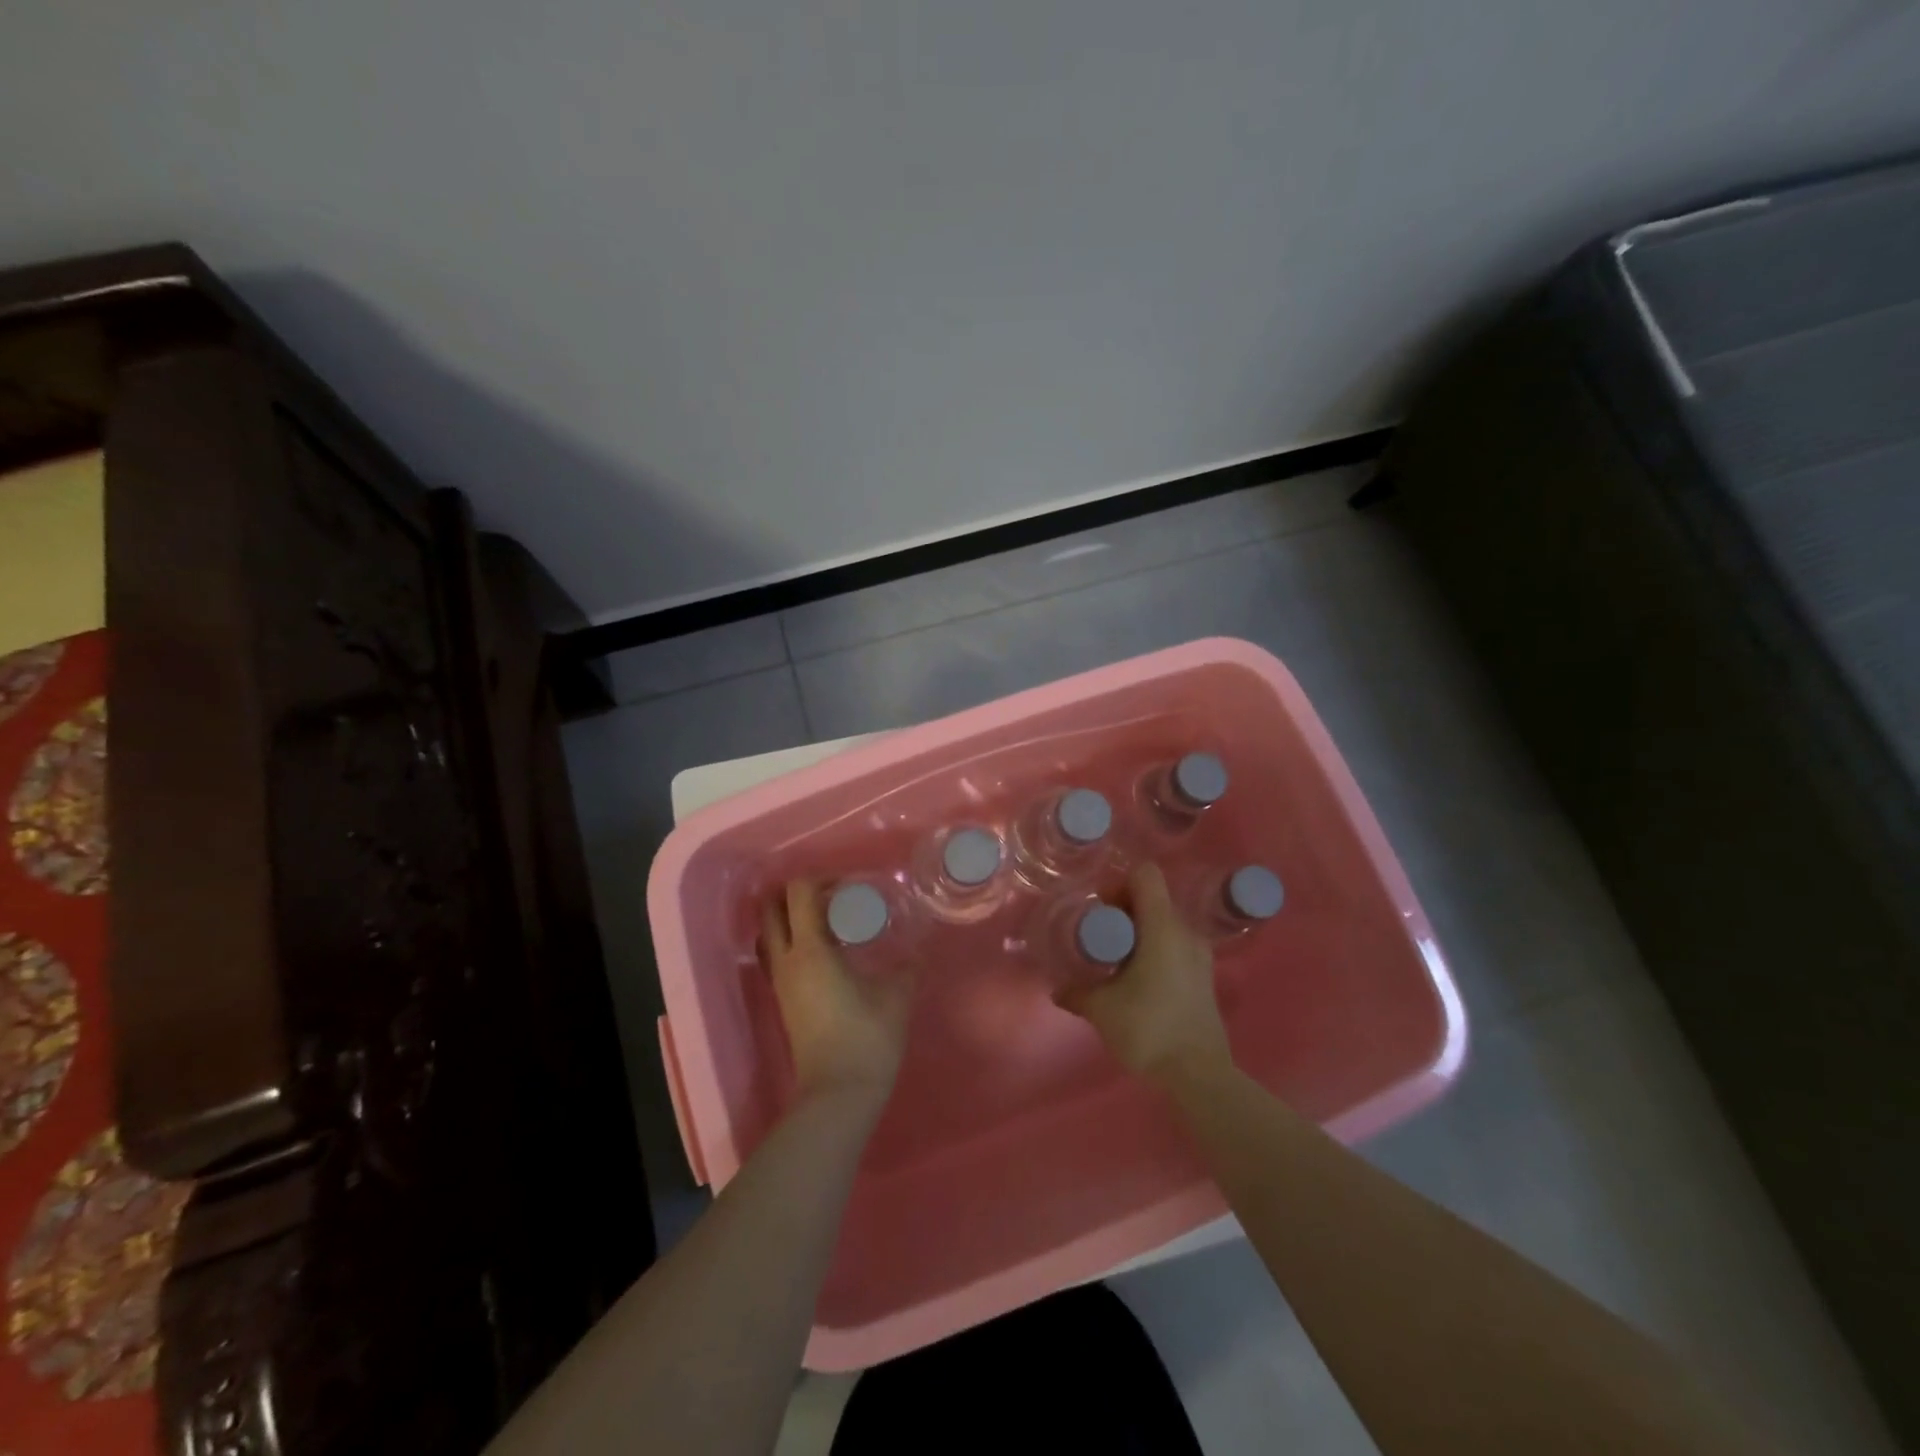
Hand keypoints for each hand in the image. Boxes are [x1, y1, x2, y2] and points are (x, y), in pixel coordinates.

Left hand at [761, 881, 915, 1110]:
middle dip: (797, 893)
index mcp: (810, 950)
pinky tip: (825, 951)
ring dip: (790, 918)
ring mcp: (780, 982)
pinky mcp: (783, 1000)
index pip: (799, 893)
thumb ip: (907, 965)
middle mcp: (786, 960)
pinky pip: (776, 955)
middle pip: (771, 908)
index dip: (821, 879)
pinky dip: (792, 941)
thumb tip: (917, 948)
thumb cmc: (867, 1038)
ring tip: (826, 922)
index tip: (850, 886)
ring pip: (769, 932)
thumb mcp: (897, 996)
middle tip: (832, 897)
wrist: (838, 1094)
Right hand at [1055, 862, 1231, 1082]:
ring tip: (1117, 960)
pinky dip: (1154, 949)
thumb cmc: (1149, 1029)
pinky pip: (1175, 944)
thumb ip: (1077, 993)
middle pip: (1153, 898)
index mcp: (1162, 927)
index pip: (1145, 875)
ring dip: (1139, 931)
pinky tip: (1137, 979)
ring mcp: (1199, 954)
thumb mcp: (1102, 1009)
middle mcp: (1185, 931)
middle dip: (1123, 909)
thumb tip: (1058, 989)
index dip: (1119, 883)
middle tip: (1101, 937)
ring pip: (1164, 922)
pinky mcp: (1204, 975)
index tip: (1100, 909)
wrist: (1199, 1074)